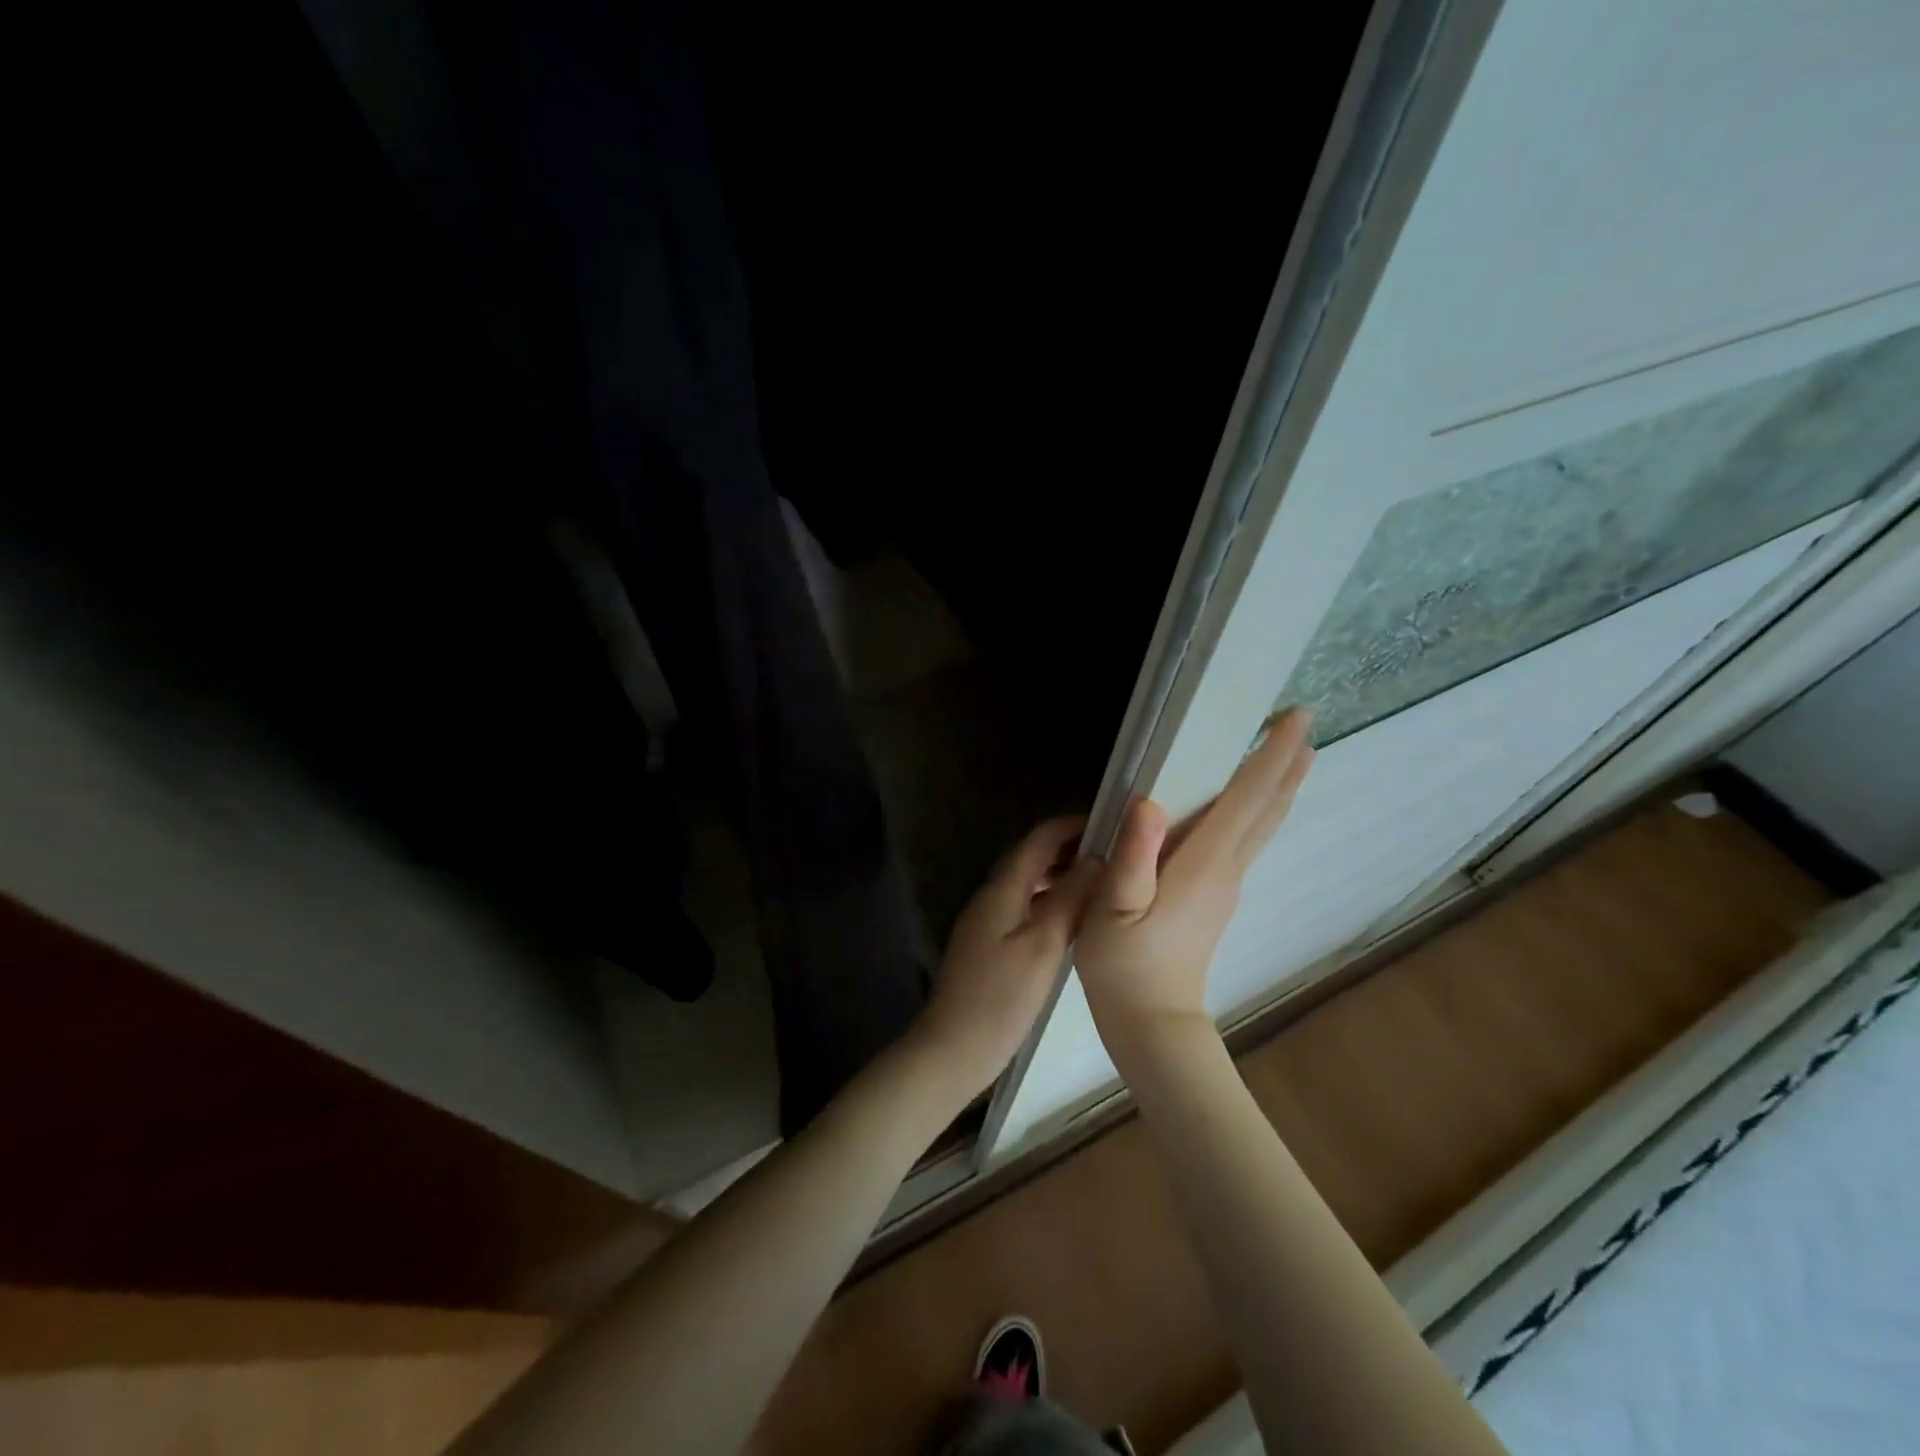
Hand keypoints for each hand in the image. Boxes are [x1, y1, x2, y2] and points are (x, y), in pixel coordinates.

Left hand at [906, 816, 1100, 1103]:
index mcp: (1002, 889)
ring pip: (1030, 884)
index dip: (1072, 826)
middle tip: (1115, 853)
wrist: (953, 1048)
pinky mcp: (992, 943)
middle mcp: (993, 896)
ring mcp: (989, 920)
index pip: (1039, 840)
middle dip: (1070, 849)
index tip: (1111, 823)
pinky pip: (1026, 907)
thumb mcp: (1042, 947)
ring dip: (1062, 875)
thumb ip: (1068, 900)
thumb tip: (1096, 859)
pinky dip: (1051, 901)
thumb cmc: (1000, 998)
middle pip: (1032, 858)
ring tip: (1103, 882)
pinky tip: (1075, 919)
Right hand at [1076, 708, 1315, 1044]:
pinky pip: (1246, 840)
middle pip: (1267, 809)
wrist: (1152, 1021)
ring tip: (1293, 754)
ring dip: (1278, 786)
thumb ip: (1132, 858)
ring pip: (1262, 825)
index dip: (1271, 755)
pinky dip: (1259, 810)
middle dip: (1286, 764)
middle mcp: (1226, 868)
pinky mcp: (1216, 897)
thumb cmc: (1126, 965)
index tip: (1296, 718)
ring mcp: (1226, 884)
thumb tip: (1149, 802)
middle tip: (1303, 724)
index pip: (1247, 798)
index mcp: (1205, 863)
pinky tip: (1249, 805)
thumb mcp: (1112, 910)